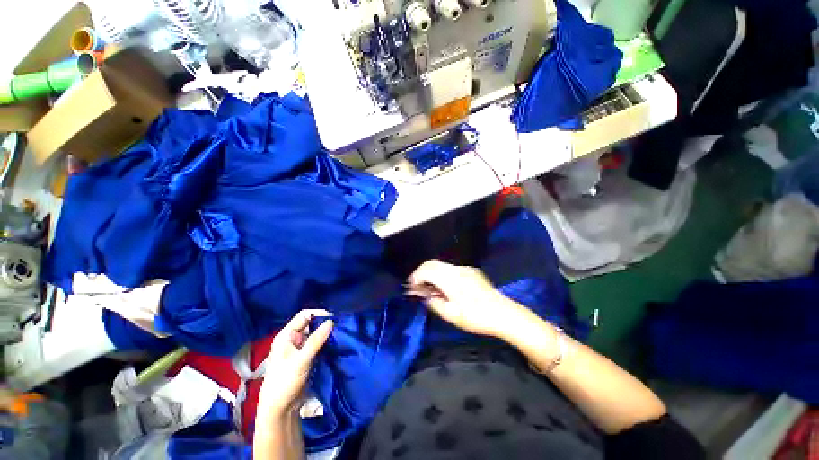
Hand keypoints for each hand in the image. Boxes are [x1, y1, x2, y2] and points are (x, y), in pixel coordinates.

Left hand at [258, 309, 333, 417]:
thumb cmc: (285, 382)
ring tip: (340, 334)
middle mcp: (292, 339)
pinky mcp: (305, 357)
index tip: (334, 318)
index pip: (304, 315)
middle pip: (311, 324)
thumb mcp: (301, 360)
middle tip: (340, 326)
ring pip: (315, 334)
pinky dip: (326, 343)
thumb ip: (316, 340)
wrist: (280, 409)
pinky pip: (317, 344)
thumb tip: (331, 321)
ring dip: (326, 334)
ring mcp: (299, 348)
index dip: (319, 314)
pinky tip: (335, 344)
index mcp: (286, 335)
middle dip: (325, 324)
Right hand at [407, 260, 529, 339]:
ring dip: (432, 272)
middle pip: (432, 263)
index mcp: (449, 278)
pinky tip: (445, 286)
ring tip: (430, 287)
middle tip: (417, 285)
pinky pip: (451, 268)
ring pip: (442, 265)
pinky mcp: (472, 271)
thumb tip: (424, 296)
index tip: (411, 286)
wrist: (503, 313)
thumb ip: (434, 303)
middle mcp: (456, 269)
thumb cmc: (475, 317)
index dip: (415, 276)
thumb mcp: (451, 315)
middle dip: (422, 272)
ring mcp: (465, 268)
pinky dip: (442, 273)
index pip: (426, 270)